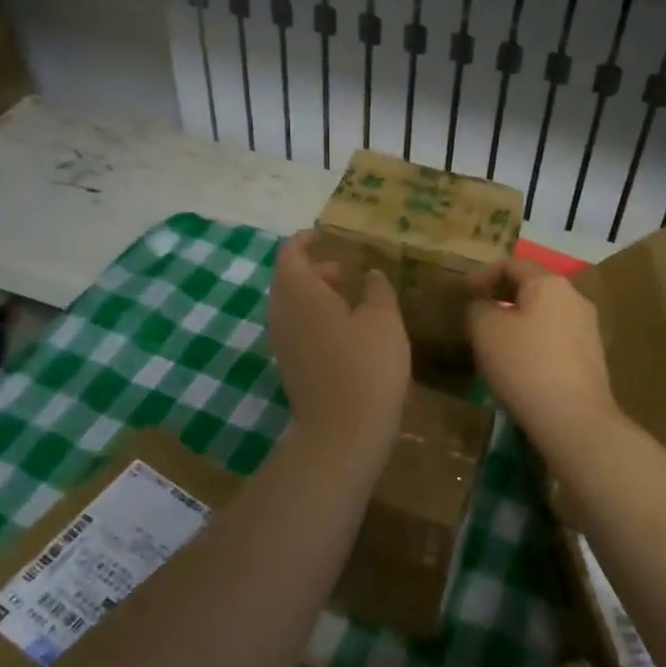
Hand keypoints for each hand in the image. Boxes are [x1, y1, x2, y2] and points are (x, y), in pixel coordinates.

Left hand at [267, 232, 409, 465]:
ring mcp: (282, 343)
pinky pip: (298, 329)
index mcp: (299, 292)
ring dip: (316, 296)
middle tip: (346, 269)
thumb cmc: (366, 365)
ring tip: (352, 299)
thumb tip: (369, 274)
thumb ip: (377, 288)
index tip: (326, 235)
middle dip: (315, 269)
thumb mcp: (384, 319)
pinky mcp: (290, 366)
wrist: (343, 432)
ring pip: (292, 306)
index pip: (291, 253)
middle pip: (289, 279)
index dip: (306, 240)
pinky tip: (347, 332)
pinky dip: (316, 319)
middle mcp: (281, 313)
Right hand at [465, 260, 621, 456]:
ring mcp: (588, 328)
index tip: (463, 297)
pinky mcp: (592, 357)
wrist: (574, 419)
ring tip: (496, 344)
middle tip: (476, 318)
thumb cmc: (524, 365)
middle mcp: (575, 297)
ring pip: (544, 314)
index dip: (482, 276)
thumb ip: (477, 308)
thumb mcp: (485, 330)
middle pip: (532, 287)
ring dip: (518, 322)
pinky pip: (556, 338)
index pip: (511, 264)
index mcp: (549, 283)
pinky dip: (534, 343)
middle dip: (501, 299)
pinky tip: (521, 366)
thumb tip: (482, 305)